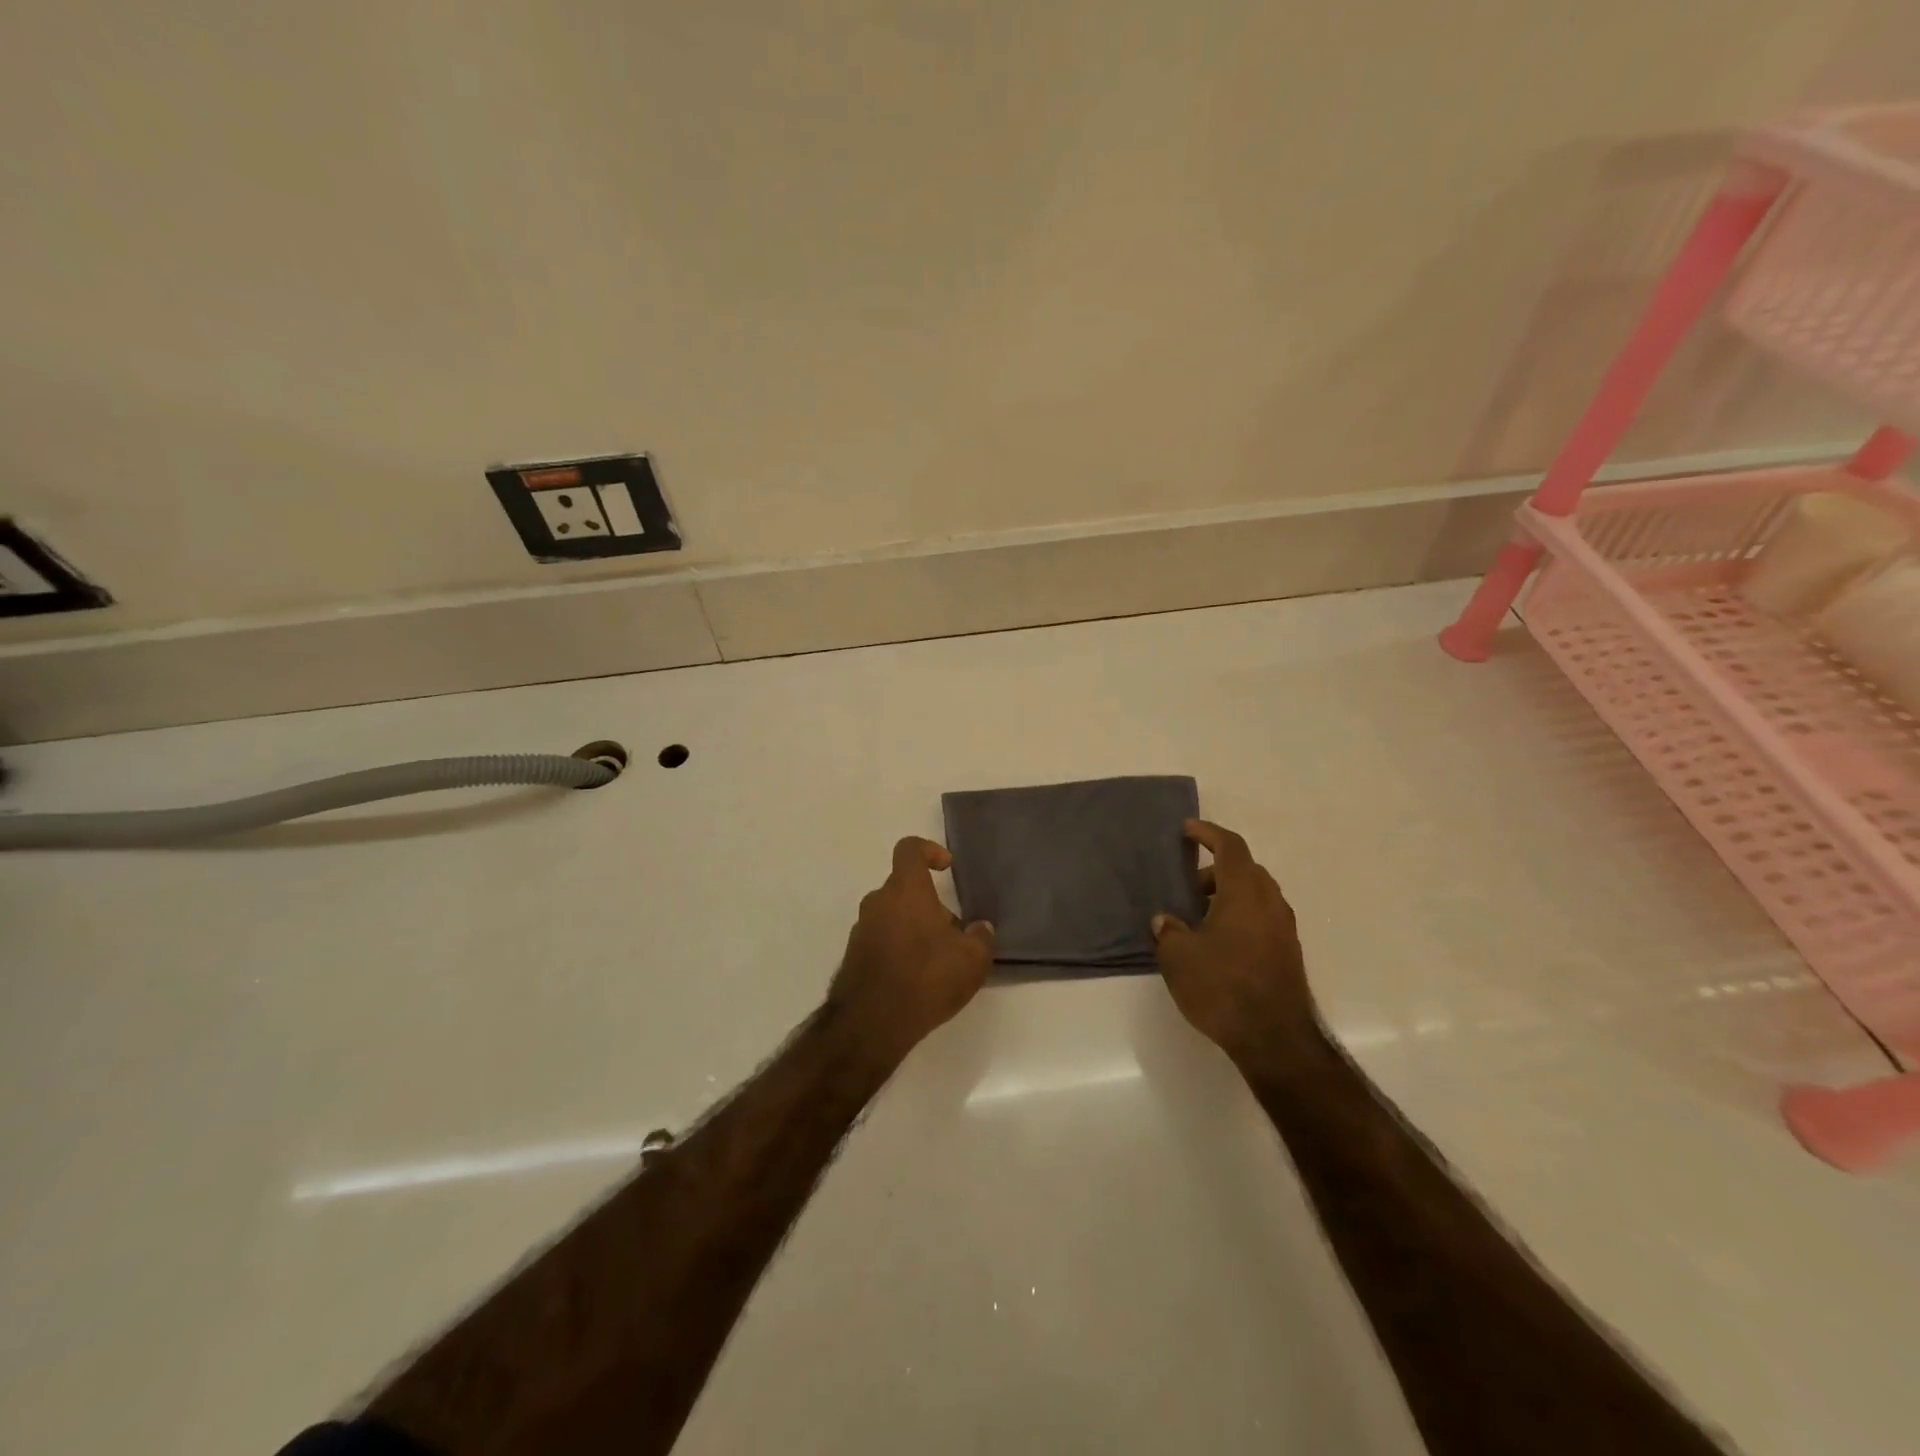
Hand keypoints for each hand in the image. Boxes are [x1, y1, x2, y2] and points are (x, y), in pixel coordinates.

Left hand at [830, 836, 994, 1062]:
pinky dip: (899, 948)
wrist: (871, 1024)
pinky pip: (882, 939)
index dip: (929, 850)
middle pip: (905, 887)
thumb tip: (980, 928)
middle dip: (930, 904)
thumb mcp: (972, 959)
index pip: (910, 849)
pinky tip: (917, 978)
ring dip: (915, 927)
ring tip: (938, 961)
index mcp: (905, 890)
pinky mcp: (854, 956)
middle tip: (954, 933)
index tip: (947, 867)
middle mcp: (878, 902)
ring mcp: (861, 929)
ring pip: (893, 915)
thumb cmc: (926, 977)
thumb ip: (981, 937)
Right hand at [1152, 819, 1319, 1066]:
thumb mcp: (1179, 958)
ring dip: (1229, 895)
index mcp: (1244, 893)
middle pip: (1246, 870)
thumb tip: (1166, 920)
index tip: (1187, 830)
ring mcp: (1284, 930)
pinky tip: (1219, 943)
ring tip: (1199, 917)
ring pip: (1256, 896)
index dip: (1208, 833)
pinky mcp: (1288, 954)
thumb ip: (1168, 931)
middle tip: (1188, 887)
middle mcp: (1270, 903)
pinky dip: (1241, 916)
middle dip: (1216, 870)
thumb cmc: (1223, 987)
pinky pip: (1262, 919)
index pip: (1230, 847)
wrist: (1275, 1039)